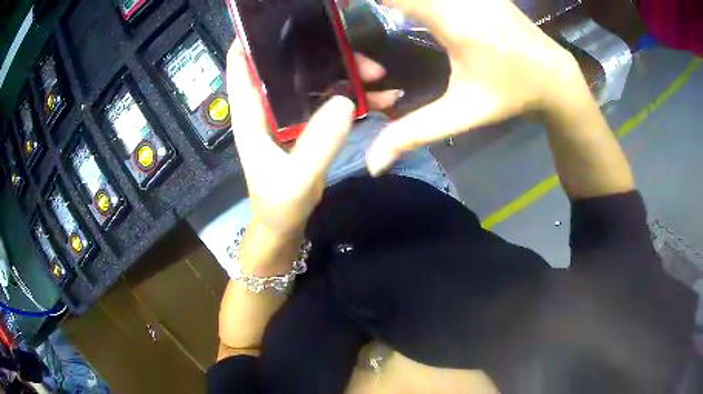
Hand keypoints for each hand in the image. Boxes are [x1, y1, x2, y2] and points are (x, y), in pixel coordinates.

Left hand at [226, 44, 399, 238]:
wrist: (286, 225)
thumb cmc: (278, 204)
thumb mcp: (295, 179)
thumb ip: (317, 144)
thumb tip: (344, 100)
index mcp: (251, 113)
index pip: (242, 63)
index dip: (253, 36)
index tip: (281, 16)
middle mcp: (268, 105)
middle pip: (286, 62)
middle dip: (316, 49)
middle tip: (351, 44)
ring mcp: (290, 112)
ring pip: (314, 77)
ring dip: (343, 70)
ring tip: (377, 71)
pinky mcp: (309, 123)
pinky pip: (330, 98)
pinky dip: (353, 94)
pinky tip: (380, 96)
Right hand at [366, 0, 587, 174]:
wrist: (554, 75)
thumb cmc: (511, 94)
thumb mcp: (463, 113)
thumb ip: (414, 132)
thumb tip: (372, 163)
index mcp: (454, 21)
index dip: (360, 0)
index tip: (341, 8)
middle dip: (382, 2)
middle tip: (357, 13)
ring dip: (402, 1)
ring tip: (386, 13)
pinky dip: (421, 0)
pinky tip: (415, 9)